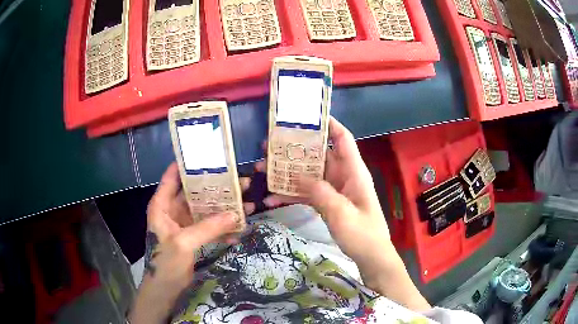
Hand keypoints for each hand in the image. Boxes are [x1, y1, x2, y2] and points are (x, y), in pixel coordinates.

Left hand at [129, 163, 252, 322]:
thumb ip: (208, 227)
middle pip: (196, 193)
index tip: (209, 156)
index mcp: (162, 205)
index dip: (188, 164)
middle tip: (241, 182)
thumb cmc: (165, 263)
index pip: (172, 177)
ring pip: (206, 211)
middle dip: (217, 188)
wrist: (165, 289)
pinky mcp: (193, 237)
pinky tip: (238, 231)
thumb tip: (235, 214)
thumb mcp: (184, 243)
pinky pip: (209, 228)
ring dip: (224, 210)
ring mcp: (184, 224)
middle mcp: (172, 210)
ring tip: (247, 205)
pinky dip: (222, 229)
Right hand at [260, 117, 429, 310]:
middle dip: (296, 149)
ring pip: (309, 174)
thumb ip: (320, 192)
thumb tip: (297, 175)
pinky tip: (271, 200)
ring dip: (287, 172)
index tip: (307, 116)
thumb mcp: (342, 213)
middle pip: (319, 155)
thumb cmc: (363, 234)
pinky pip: (307, 193)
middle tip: (270, 145)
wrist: (371, 257)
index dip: (329, 124)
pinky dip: (291, 195)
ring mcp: (334, 190)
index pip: (343, 139)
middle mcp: (343, 176)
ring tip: (262, 169)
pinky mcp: (327, 203)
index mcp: (353, 171)